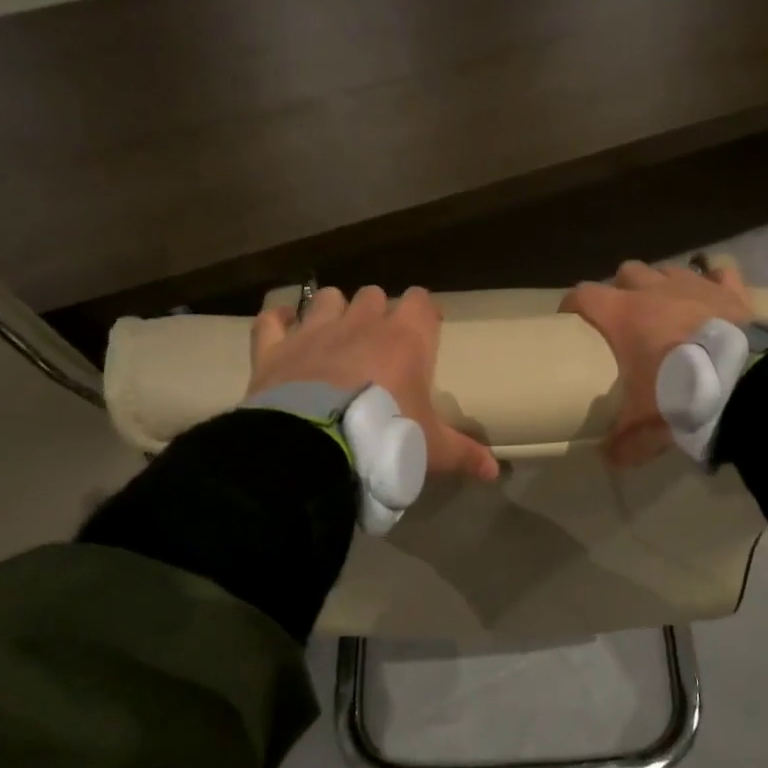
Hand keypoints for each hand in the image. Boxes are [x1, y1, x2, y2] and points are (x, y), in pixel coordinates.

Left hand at [249, 285, 499, 482]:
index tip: (426, 330)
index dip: (424, 312)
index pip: (421, 301)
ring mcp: (315, 330)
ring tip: (334, 336)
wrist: (314, 448)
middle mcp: (361, 323)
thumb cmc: (384, 438)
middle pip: (374, 295)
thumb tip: (495, 472)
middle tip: (379, 344)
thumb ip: (465, 454)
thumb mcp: (431, 450)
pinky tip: (283, 328)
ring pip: (328, 299)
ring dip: (333, 311)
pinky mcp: (275, 347)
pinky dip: (278, 321)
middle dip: (377, 312)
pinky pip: (272, 319)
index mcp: (405, 339)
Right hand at [560, 259, 754, 466]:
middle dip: (622, 289)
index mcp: (623, 315)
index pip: (584, 295)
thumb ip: (624, 442)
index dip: (573, 305)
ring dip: (662, 285)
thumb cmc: (681, 394)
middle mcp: (654, 290)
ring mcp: (694, 285)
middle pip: (627, 272)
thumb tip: (608, 458)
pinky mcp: (730, 291)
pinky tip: (713, 298)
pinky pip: (719, 275)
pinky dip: (713, 284)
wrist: (744, 384)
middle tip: (624, 316)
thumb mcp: (646, 425)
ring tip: (667, 308)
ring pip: (668, 269)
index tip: (570, 319)